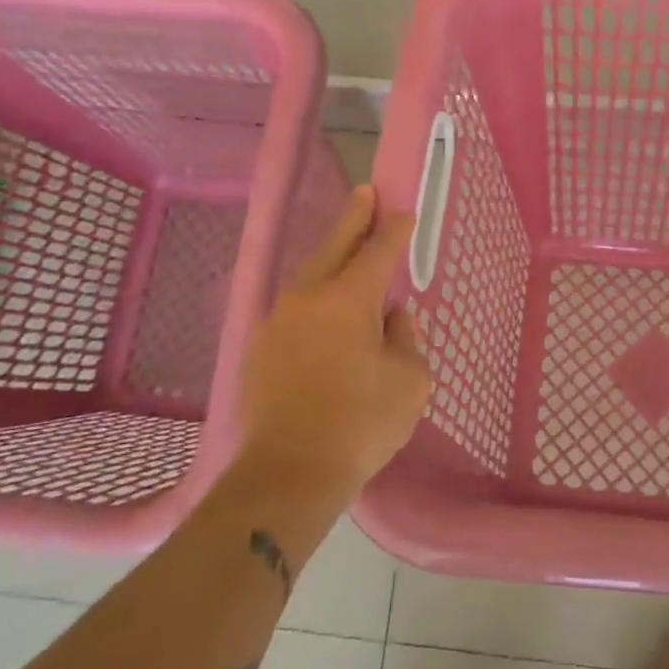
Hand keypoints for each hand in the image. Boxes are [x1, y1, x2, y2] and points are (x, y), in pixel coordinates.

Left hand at [235, 186, 431, 498]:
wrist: (287, 474)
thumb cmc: (360, 424)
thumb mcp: (409, 381)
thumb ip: (404, 340)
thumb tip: (390, 321)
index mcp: (348, 299)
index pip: (377, 250)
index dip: (393, 229)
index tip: (403, 211)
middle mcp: (308, 298)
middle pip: (335, 246)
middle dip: (354, 219)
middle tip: (366, 194)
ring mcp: (277, 322)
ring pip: (310, 277)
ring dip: (331, 261)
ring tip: (348, 254)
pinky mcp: (259, 350)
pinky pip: (295, 311)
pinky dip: (314, 301)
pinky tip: (324, 314)